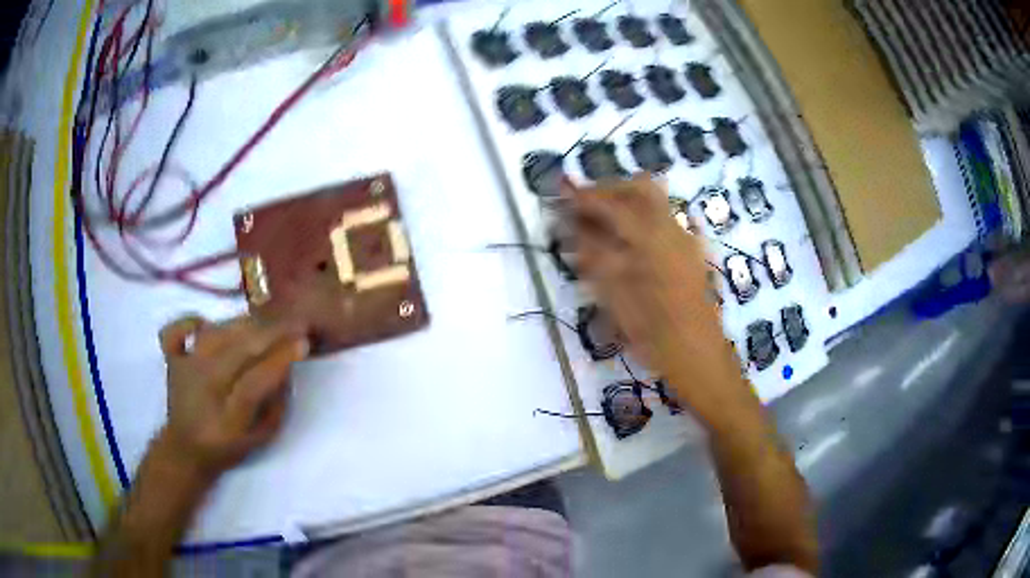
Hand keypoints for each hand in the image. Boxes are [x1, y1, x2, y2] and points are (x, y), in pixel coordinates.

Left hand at [156, 315, 308, 478]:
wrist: (185, 450)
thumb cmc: (228, 447)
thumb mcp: (262, 439)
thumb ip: (276, 406)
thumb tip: (286, 367)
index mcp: (228, 420)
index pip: (254, 383)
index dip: (279, 360)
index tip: (303, 342)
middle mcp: (203, 391)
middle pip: (236, 350)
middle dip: (269, 333)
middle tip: (295, 322)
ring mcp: (184, 372)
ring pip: (214, 334)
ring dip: (243, 323)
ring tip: (266, 320)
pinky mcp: (171, 361)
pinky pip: (175, 332)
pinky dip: (189, 322)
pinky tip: (204, 323)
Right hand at [566, 175, 750, 422]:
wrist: (701, 360)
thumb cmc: (656, 336)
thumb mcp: (616, 299)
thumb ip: (594, 256)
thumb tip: (573, 227)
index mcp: (653, 238)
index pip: (613, 202)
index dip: (584, 196)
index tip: (560, 195)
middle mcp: (673, 229)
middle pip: (641, 187)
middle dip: (609, 190)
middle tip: (583, 208)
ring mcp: (687, 240)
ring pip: (655, 203)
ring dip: (625, 203)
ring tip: (599, 227)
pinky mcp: (692, 254)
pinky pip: (663, 222)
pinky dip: (640, 220)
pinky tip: (626, 247)